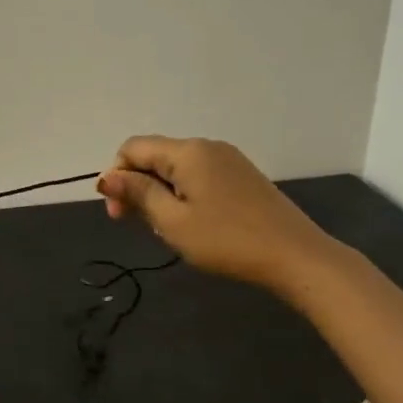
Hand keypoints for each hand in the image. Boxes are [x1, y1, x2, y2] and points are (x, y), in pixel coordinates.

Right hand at [97, 136, 334, 290]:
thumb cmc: (226, 240)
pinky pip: (199, 176)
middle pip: (155, 155)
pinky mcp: (242, 176)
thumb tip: (107, 177)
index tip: (117, 213)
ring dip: (159, 192)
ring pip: (176, 168)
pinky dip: (182, 194)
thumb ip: (138, 194)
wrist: (294, 255)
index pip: (133, 148)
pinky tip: (191, 222)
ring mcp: (228, 160)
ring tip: (166, 228)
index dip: (116, 176)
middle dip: (136, 185)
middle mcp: (207, 146)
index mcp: (187, 152)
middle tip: (134, 225)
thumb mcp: (172, 221)